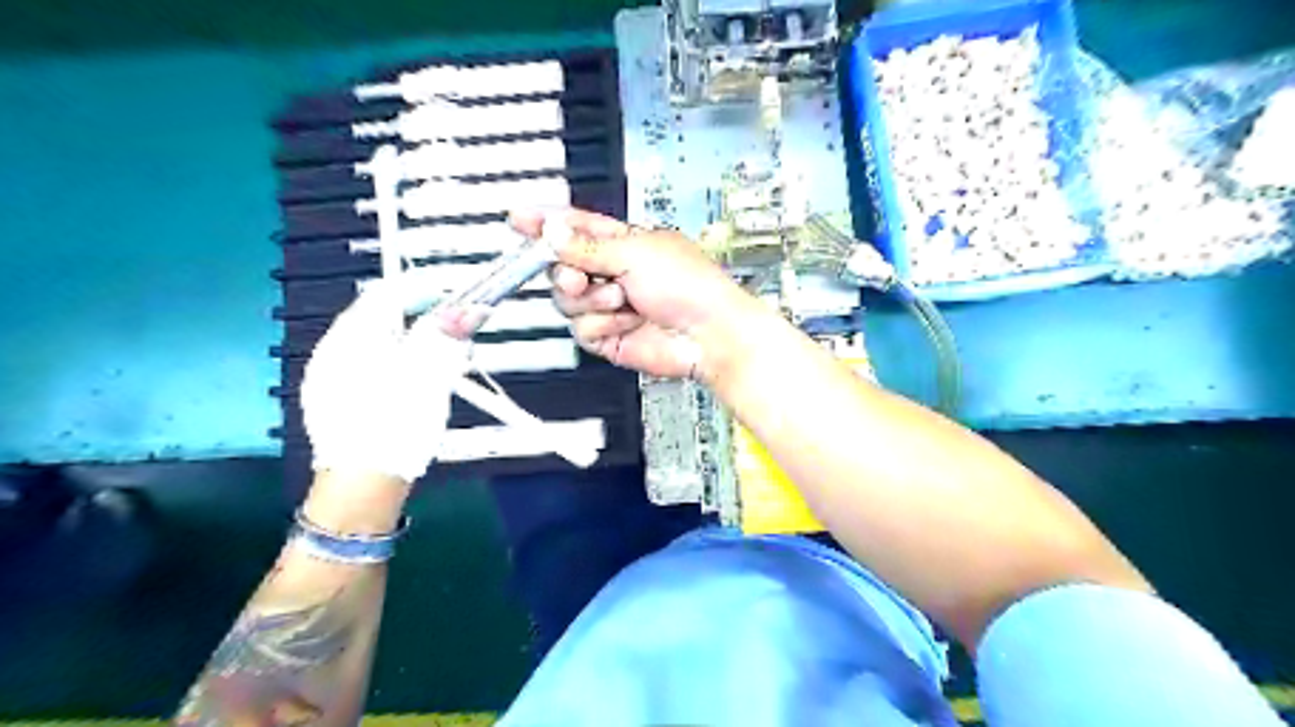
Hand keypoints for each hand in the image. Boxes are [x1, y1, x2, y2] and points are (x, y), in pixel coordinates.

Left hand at [300, 280, 472, 484]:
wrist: (362, 485)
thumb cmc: (396, 422)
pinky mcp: (333, 399)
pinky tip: (412, 382)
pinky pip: (369, 364)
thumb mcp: (429, 374)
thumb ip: (447, 336)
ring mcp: (328, 375)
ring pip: (377, 341)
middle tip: (455, 326)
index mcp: (353, 334)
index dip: (427, 285)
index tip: (459, 292)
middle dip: (421, 313)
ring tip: (441, 356)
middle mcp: (334, 347)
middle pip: (382, 314)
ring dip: (410, 338)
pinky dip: (396, 361)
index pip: (390, 290)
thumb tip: (470, 308)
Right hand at [507, 204, 748, 380]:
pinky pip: (581, 329)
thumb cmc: (690, 286)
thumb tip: (553, 233)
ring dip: (594, 301)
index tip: (518, 218)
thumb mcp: (635, 252)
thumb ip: (587, 246)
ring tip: (624, 301)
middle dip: (568, 272)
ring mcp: (610, 305)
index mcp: (622, 243)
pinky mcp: (608, 335)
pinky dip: (604, 325)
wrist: (707, 334)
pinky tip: (628, 322)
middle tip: (581, 276)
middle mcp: (612, 273)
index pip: (574, 228)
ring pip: (567, 301)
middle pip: (561, 267)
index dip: (545, 223)